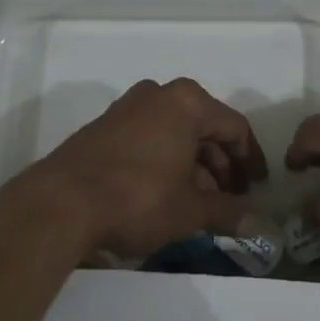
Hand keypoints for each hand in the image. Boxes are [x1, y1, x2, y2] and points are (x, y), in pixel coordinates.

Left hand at [23, 78, 267, 259]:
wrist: (60, 203)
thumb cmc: (138, 198)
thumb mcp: (190, 210)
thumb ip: (228, 213)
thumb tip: (259, 226)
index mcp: (187, 102)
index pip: (234, 127)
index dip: (250, 159)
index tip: (257, 187)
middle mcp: (159, 94)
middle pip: (204, 127)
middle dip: (221, 164)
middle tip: (230, 197)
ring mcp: (127, 107)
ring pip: (175, 132)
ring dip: (194, 164)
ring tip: (200, 201)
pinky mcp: (104, 126)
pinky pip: (150, 137)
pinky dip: (166, 160)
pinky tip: (167, 193)